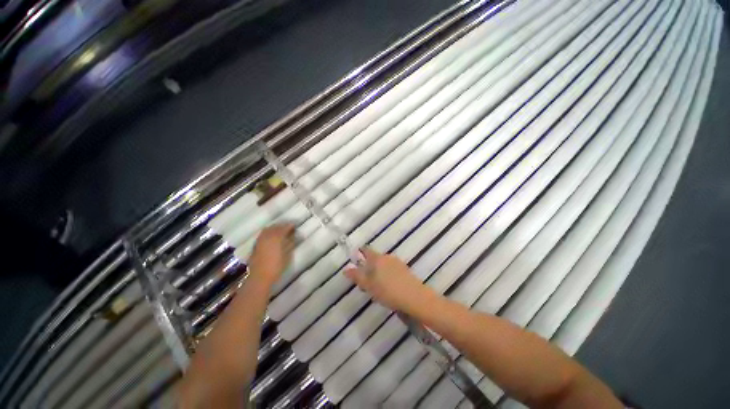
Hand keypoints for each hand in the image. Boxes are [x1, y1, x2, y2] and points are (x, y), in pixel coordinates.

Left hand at [248, 223, 295, 285]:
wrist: (260, 277)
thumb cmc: (276, 266)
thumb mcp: (287, 255)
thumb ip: (290, 243)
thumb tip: (293, 235)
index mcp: (276, 238)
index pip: (284, 228)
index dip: (290, 226)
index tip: (294, 225)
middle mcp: (267, 236)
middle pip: (275, 227)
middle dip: (282, 225)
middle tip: (288, 227)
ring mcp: (260, 240)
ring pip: (268, 229)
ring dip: (274, 228)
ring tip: (280, 230)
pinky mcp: (255, 245)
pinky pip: (263, 234)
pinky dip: (268, 232)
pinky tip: (271, 236)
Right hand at [344, 248, 427, 312]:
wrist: (414, 297)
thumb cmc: (387, 290)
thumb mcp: (368, 285)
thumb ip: (357, 276)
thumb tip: (345, 269)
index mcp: (377, 258)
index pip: (366, 250)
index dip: (360, 252)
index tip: (356, 258)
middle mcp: (387, 257)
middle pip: (375, 258)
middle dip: (369, 266)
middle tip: (364, 279)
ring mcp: (397, 263)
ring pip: (384, 264)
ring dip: (379, 271)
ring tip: (376, 285)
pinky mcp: (405, 270)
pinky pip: (392, 269)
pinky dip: (387, 274)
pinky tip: (389, 286)